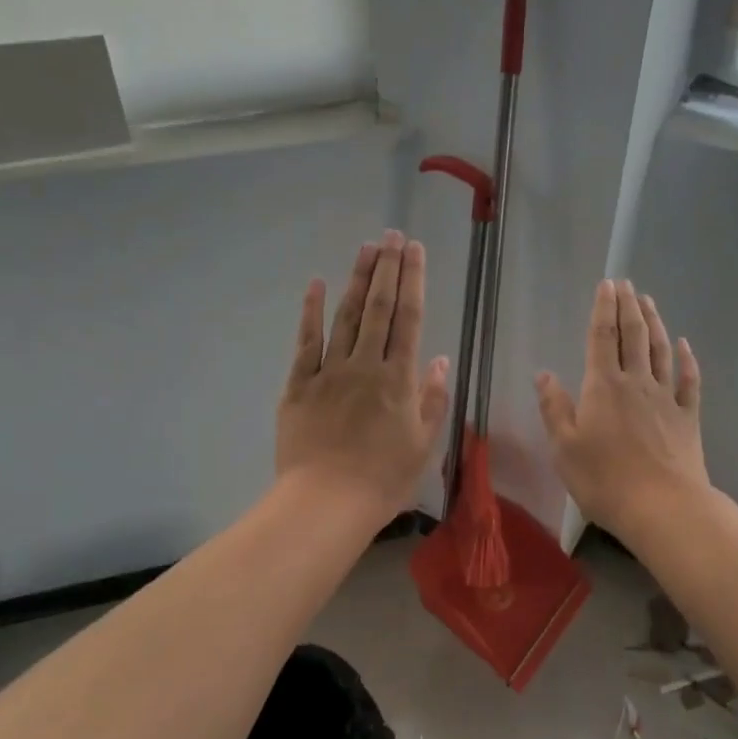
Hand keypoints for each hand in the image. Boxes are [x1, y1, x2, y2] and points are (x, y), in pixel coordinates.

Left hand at [277, 231, 450, 523]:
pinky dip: (311, 312)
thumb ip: (432, 400)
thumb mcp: (423, 445)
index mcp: (398, 380)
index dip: (413, 281)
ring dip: (358, 280)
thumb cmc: (382, 480)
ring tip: (367, 248)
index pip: (409, 319)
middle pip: (379, 308)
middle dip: (387, 268)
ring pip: (346, 316)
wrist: (325, 503)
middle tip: (392, 235)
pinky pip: (306, 341)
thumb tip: (438, 358)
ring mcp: (329, 371)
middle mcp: (365, 365)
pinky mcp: (299, 385)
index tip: (415, 250)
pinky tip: (316, 285)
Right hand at [536, 279, 706, 535]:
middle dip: (629, 307)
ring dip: (655, 324)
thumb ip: (554, 408)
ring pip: (661, 351)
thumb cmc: (604, 479)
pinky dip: (688, 360)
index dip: (603, 309)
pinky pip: (689, 382)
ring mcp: (666, 399)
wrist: (662, 507)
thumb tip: (544, 374)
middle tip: (627, 284)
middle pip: (634, 336)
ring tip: (649, 302)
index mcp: (603, 386)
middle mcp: (636, 383)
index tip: (607, 284)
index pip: (602, 337)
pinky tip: (685, 345)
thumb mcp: (564, 447)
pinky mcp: (688, 418)